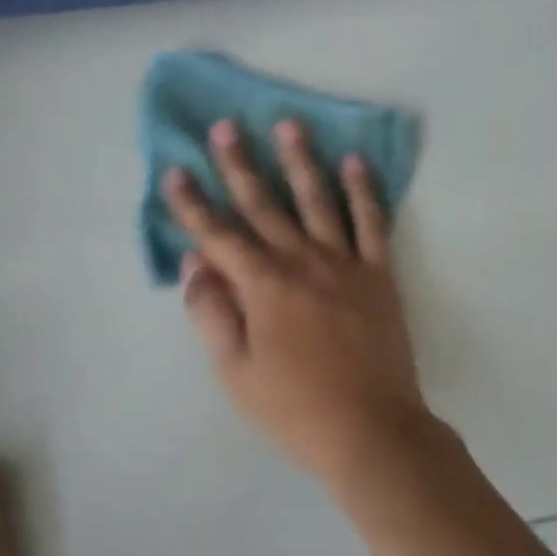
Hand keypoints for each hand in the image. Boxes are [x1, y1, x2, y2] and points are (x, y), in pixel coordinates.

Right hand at [163, 118, 430, 488]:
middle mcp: (302, 261)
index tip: (176, 170)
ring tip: (288, 125)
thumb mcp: (235, 372)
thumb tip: (195, 262)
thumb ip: (212, 313)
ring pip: (318, 200)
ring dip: (300, 161)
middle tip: (225, 127)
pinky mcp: (380, 273)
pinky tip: (355, 162)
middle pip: (264, 205)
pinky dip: (364, 191)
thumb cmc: (294, 408)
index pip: (218, 234)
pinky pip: (372, 222)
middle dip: (240, 165)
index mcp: (263, 286)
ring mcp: (345, 263)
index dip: (192, 203)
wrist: (371, 429)